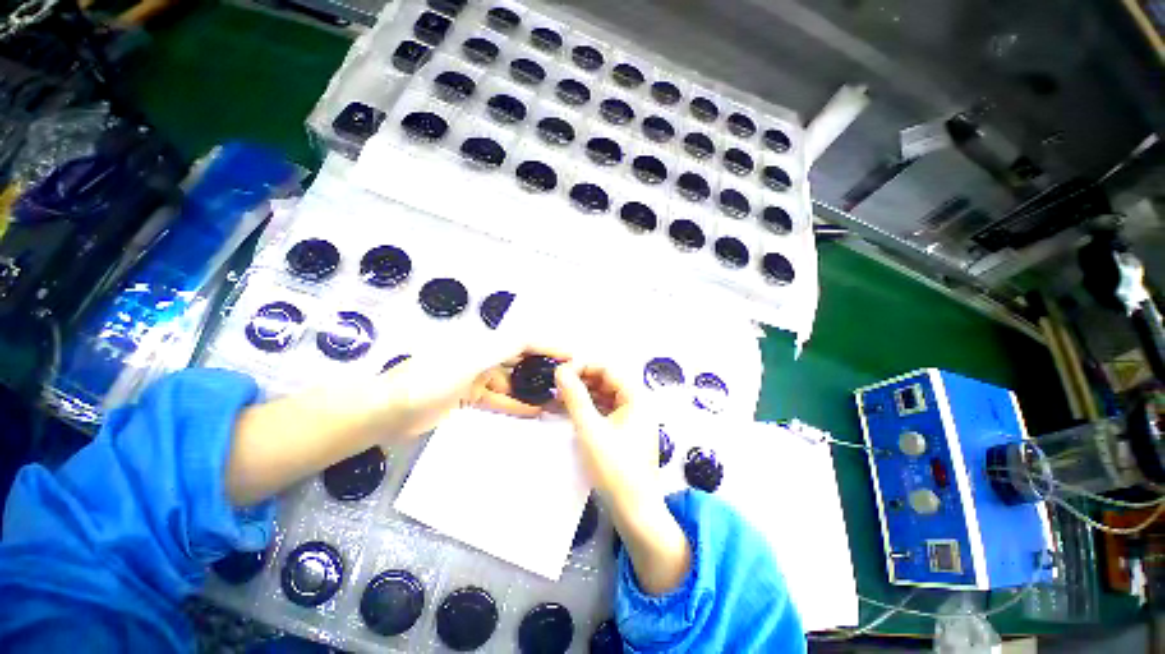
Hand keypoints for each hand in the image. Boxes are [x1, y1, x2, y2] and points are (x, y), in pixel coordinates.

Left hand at [377, 343, 560, 438]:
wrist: (387, 412)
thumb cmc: (429, 381)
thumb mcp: (468, 362)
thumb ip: (499, 350)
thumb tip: (530, 340)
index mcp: (483, 344)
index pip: (524, 341)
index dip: (548, 346)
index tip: (571, 355)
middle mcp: (483, 357)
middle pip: (520, 360)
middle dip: (543, 368)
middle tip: (566, 380)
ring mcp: (476, 379)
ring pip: (512, 383)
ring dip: (531, 390)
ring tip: (555, 400)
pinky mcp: (469, 398)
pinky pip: (499, 399)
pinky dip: (515, 404)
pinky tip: (533, 411)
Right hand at [554, 362, 656, 509]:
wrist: (635, 511)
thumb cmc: (615, 468)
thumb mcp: (590, 429)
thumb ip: (575, 397)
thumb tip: (561, 370)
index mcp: (636, 397)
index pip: (607, 369)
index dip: (583, 366)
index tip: (560, 371)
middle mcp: (637, 403)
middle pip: (606, 381)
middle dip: (581, 380)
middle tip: (557, 385)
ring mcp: (632, 418)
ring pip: (604, 396)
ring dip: (583, 394)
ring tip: (559, 397)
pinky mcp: (625, 431)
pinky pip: (605, 411)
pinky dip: (589, 409)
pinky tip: (571, 411)